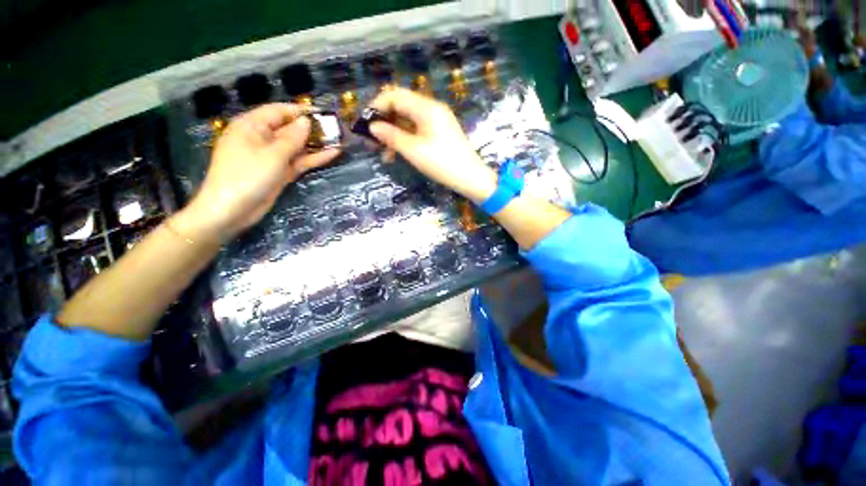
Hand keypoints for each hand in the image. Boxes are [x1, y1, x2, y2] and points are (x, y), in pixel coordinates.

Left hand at [176, 104, 339, 241]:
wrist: (232, 210)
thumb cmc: (247, 176)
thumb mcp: (272, 154)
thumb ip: (292, 138)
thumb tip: (307, 122)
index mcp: (251, 126)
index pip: (278, 111)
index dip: (300, 110)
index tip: (322, 112)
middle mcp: (261, 138)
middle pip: (290, 129)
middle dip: (312, 129)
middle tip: (335, 128)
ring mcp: (272, 157)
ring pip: (297, 146)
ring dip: (316, 144)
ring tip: (338, 140)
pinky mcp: (279, 172)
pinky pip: (298, 161)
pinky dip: (313, 159)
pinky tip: (332, 154)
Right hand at [368, 87, 496, 202]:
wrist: (471, 178)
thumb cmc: (442, 163)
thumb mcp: (413, 150)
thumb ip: (391, 136)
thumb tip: (373, 126)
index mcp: (426, 108)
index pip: (394, 95)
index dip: (377, 107)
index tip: (365, 124)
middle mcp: (432, 109)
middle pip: (401, 107)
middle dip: (384, 123)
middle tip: (372, 142)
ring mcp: (437, 121)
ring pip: (408, 121)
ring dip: (394, 135)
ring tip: (384, 155)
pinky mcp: (440, 133)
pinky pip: (418, 130)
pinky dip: (406, 139)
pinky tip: (399, 154)